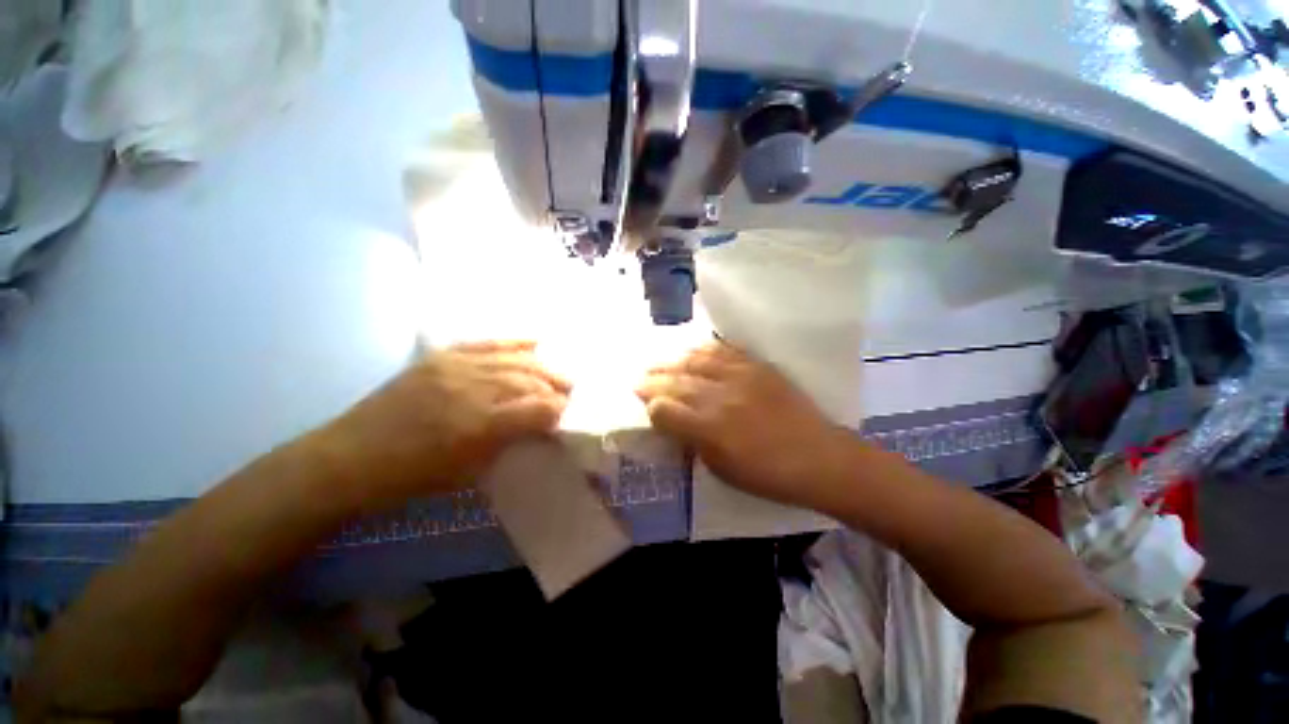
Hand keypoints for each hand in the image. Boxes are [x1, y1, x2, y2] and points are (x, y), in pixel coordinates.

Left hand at [319, 341, 571, 509]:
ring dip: (543, 367)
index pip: (537, 409)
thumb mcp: (468, 472)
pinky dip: (514, 341)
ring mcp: (456, 367)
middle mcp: (473, 390)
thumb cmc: (412, 476)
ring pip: (514, 361)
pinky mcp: (441, 357)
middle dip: (557, 385)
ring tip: (559, 373)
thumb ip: (509, 444)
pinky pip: (486, 343)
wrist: (350, 457)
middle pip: (530, 380)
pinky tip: (536, 340)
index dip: (558, 409)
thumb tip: (539, 427)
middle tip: (571, 391)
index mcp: (480, 425)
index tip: (569, 413)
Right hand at [636, 342, 853, 511]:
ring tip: (659, 363)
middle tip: (640, 379)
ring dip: (671, 361)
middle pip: (675, 382)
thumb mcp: (722, 471)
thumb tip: (676, 424)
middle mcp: (719, 397)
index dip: (652, 409)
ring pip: (694, 361)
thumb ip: (694, 443)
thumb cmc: (768, 476)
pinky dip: (702, 349)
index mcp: (709, 429)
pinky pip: (723, 350)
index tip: (647, 407)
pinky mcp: (757, 366)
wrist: (820, 458)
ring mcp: (740, 377)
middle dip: (653, 381)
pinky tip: (691, 350)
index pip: (665, 410)